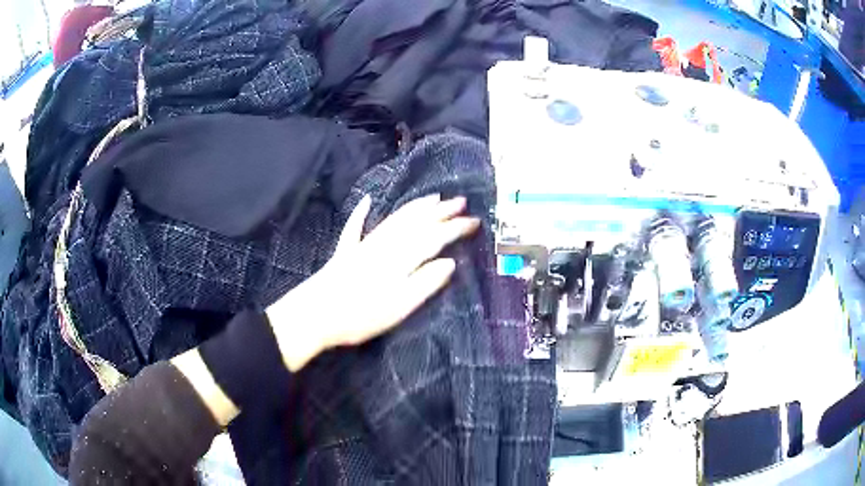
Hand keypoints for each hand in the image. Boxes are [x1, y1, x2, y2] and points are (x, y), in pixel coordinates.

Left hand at [267, 194, 480, 371]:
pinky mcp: (346, 252)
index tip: (474, 221)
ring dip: (415, 207)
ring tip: (432, 196)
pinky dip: (362, 213)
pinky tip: (367, 200)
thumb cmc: (360, 315)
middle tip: (460, 201)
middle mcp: (385, 245)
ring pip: (394, 219)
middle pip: (416, 222)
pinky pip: (356, 227)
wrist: (315, 315)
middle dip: (440, 211)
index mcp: (401, 258)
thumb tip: (450, 263)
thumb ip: (425, 283)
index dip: (455, 228)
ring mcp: (364, 246)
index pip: (434, 237)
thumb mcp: (400, 306)